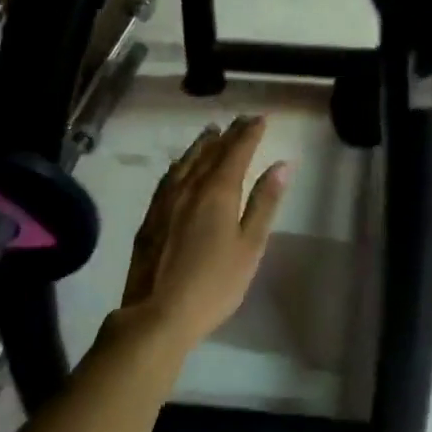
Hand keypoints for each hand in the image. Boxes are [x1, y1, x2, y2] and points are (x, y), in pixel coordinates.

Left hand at [119, 117, 289, 348]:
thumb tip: (281, 165)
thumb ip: (264, 203)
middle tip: (241, 121)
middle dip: (228, 135)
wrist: (158, 312)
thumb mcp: (250, 246)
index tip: (260, 119)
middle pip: (211, 153)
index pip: (236, 152)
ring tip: (211, 133)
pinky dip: (181, 165)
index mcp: (218, 192)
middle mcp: (189, 188)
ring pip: (186, 162)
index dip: (249, 134)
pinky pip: (168, 178)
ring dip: (202, 145)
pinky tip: (180, 167)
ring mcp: (165, 201)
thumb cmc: (215, 283)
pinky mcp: (150, 218)